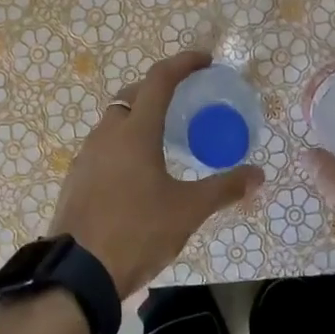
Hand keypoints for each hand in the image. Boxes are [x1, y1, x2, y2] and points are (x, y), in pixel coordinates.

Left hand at [49, 51, 264, 299]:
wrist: (78, 273)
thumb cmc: (136, 232)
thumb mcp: (187, 211)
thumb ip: (223, 188)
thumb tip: (258, 175)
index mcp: (135, 131)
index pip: (159, 79)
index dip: (183, 63)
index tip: (205, 61)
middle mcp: (107, 134)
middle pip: (133, 96)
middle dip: (159, 90)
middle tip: (185, 101)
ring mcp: (86, 156)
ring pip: (114, 121)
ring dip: (139, 117)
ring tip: (163, 138)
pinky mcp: (76, 178)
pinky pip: (103, 146)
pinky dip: (123, 144)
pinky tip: (137, 172)